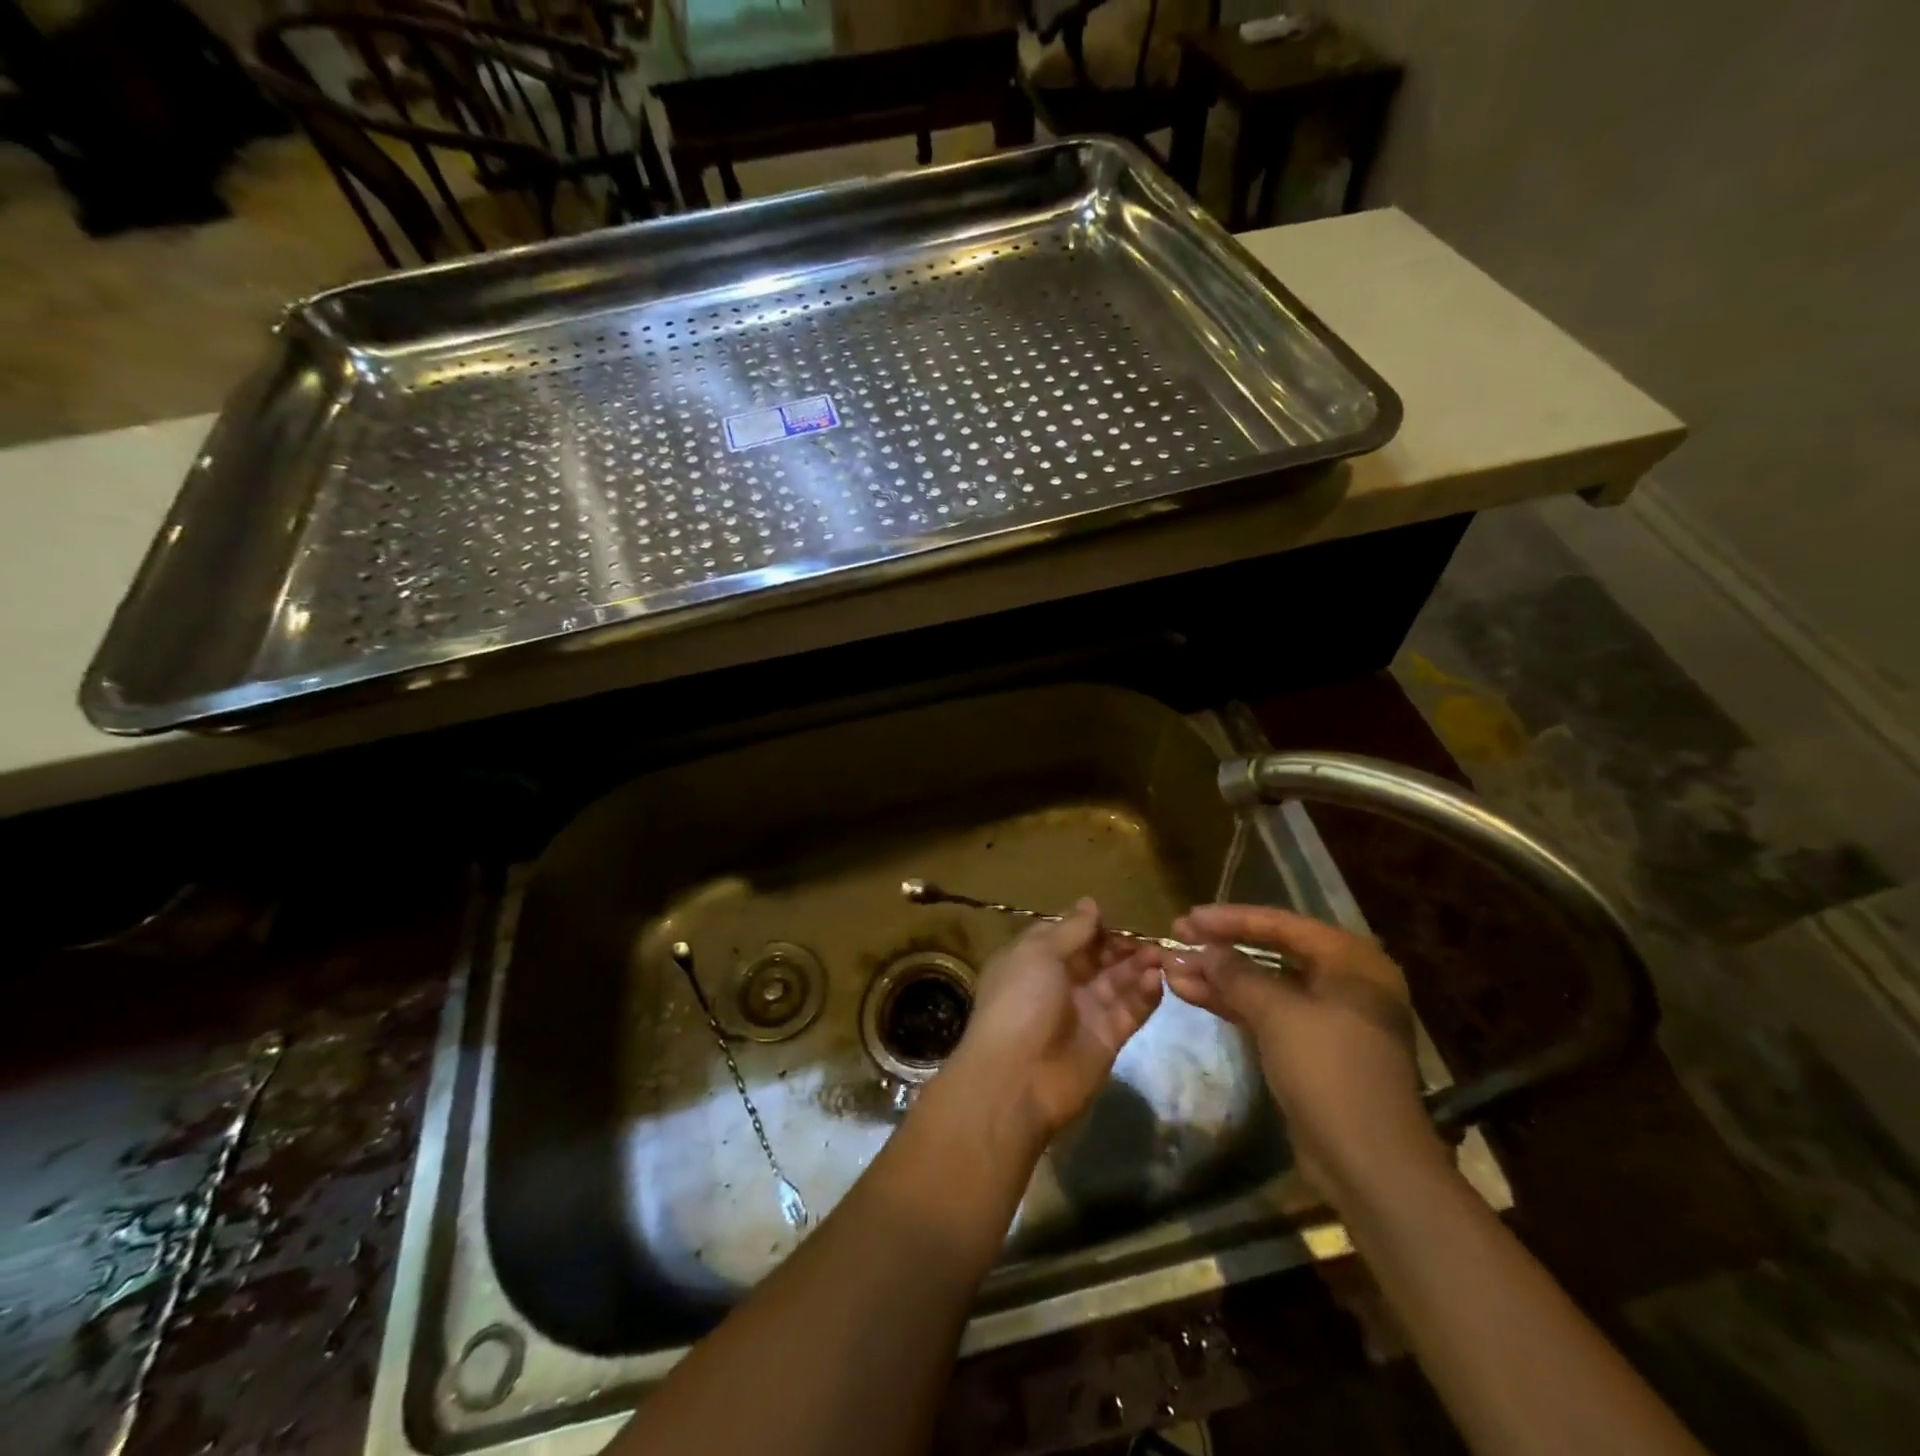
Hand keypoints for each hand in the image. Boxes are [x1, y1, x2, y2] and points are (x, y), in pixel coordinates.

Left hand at [944, 899, 1163, 1151]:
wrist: (1018, 1079)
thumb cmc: (1020, 1002)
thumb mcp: (1038, 953)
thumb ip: (1070, 929)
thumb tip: (1090, 903)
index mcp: (1034, 960)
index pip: (1067, 934)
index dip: (1090, 925)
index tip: (1115, 917)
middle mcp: (1059, 983)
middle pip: (1097, 957)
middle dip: (1120, 945)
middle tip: (1148, 938)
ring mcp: (1084, 1012)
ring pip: (1117, 982)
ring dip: (1137, 966)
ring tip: (1160, 955)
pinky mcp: (1107, 1039)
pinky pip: (1129, 1011)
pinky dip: (1144, 995)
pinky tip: (1157, 979)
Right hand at [1163, 903, 1445, 1198]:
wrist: (1369, 1163)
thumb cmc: (1330, 1071)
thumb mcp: (1278, 1013)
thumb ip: (1237, 974)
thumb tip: (1204, 951)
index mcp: (1351, 961)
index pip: (1281, 924)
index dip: (1230, 919)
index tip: (1187, 920)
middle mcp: (1344, 981)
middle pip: (1272, 952)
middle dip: (1221, 949)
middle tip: (1177, 941)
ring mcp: (1329, 1017)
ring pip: (1265, 985)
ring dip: (1219, 978)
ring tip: (1172, 971)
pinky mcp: (1312, 1049)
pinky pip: (1267, 1013)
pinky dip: (1232, 1004)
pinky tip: (1191, 995)